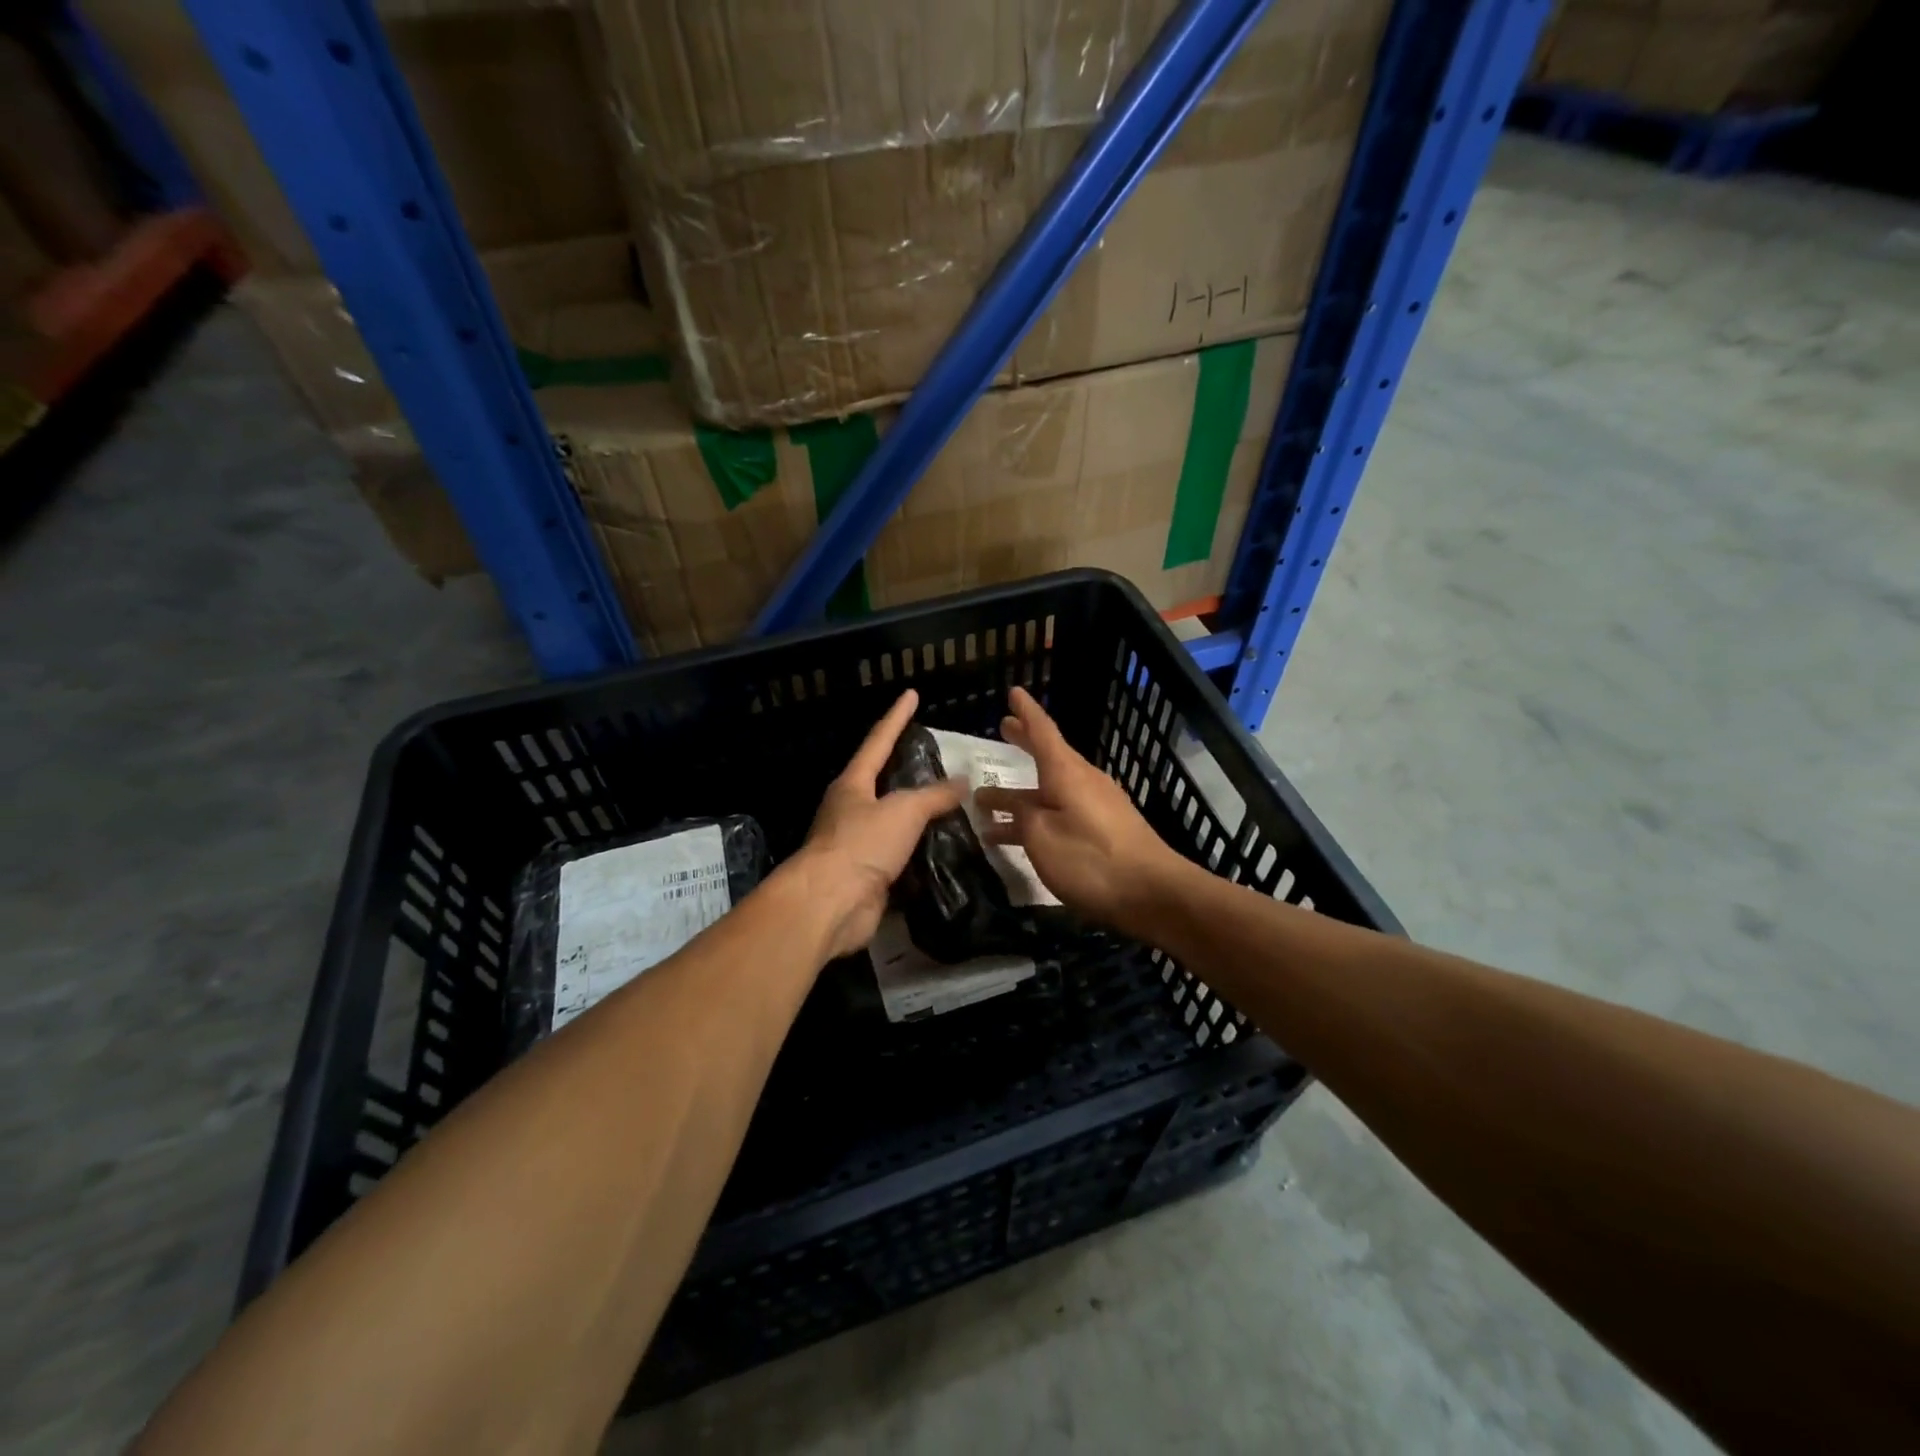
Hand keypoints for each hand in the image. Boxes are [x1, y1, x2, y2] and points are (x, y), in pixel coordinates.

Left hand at [790, 689, 966, 959]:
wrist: (831, 904)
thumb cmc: (861, 844)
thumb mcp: (904, 810)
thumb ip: (934, 795)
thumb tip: (962, 781)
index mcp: (853, 784)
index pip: (878, 741)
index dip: (897, 717)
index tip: (911, 695)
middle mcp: (851, 810)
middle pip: (883, 783)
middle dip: (907, 770)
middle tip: (940, 760)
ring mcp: (858, 845)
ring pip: (894, 823)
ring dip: (919, 817)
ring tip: (953, 808)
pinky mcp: (868, 876)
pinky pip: (901, 857)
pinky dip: (921, 853)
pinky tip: (945, 851)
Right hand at [975, 687, 1184, 933]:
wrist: (1154, 893)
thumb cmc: (1092, 861)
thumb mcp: (1042, 838)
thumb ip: (1021, 817)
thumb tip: (1013, 806)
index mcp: (1067, 774)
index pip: (1043, 732)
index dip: (1026, 712)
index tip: (1013, 692)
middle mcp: (1083, 781)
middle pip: (1049, 756)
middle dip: (1024, 743)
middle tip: (1003, 728)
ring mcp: (1096, 806)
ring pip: (1050, 789)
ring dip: (1021, 793)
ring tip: (988, 802)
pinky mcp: (1104, 829)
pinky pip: (1061, 811)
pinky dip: (1037, 816)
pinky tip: (1018, 836)